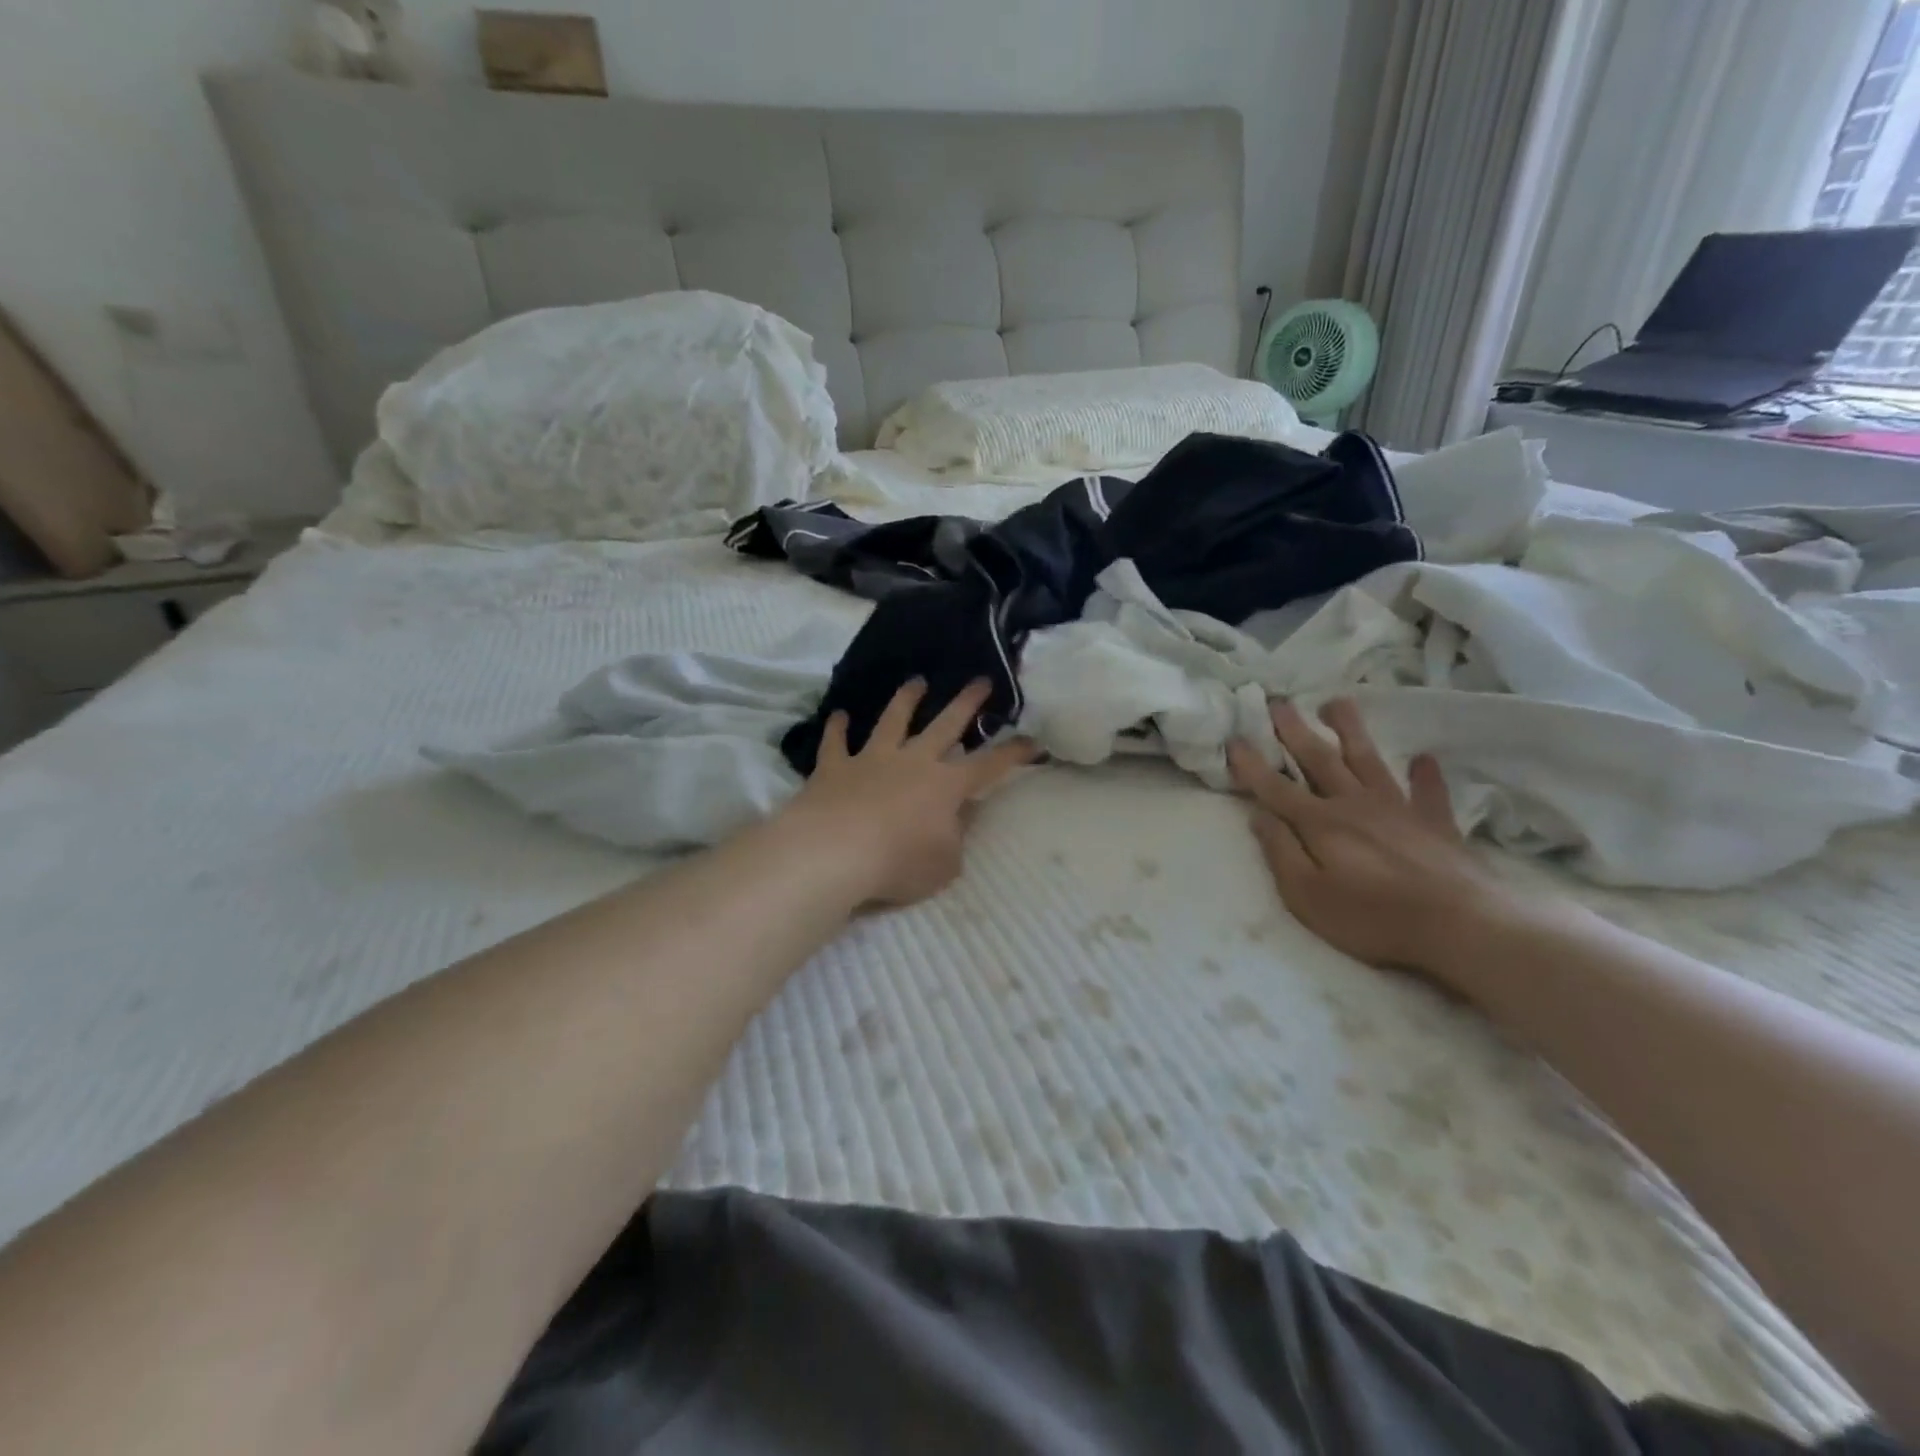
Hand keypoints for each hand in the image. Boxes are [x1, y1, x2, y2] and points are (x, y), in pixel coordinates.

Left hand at [783, 679, 1036, 907]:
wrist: (834, 852)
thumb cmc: (898, 863)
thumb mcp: (944, 865)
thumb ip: (955, 838)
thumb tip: (959, 817)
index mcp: (946, 785)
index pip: (989, 765)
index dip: (1014, 753)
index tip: (1033, 740)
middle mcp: (913, 762)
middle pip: (945, 725)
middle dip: (966, 702)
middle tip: (980, 681)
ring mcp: (872, 759)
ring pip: (893, 720)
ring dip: (906, 700)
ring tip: (916, 682)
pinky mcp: (835, 767)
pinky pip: (836, 742)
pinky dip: (837, 728)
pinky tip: (838, 715)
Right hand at [1227, 698, 1519, 980]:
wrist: (1462, 926)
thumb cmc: (1372, 918)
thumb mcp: (1307, 896)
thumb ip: (1281, 852)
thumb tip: (1259, 816)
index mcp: (1320, 823)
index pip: (1275, 787)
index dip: (1252, 764)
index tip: (1234, 738)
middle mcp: (1355, 804)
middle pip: (1319, 759)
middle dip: (1294, 730)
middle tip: (1278, 701)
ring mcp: (1398, 809)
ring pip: (1368, 759)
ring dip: (1350, 730)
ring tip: (1336, 702)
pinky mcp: (1436, 824)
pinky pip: (1428, 791)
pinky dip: (1425, 774)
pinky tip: (1423, 759)